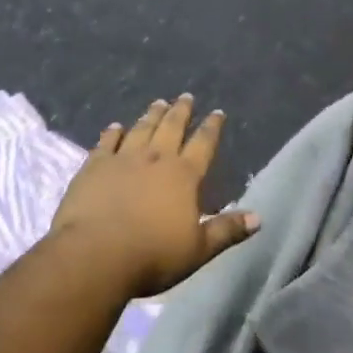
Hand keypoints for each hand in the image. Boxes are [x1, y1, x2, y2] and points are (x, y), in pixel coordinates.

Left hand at [51, 94, 258, 297]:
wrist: (95, 254)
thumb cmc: (152, 256)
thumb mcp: (198, 250)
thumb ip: (226, 230)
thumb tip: (258, 217)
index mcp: (184, 175)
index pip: (203, 144)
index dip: (212, 127)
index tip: (217, 112)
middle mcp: (156, 158)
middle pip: (172, 127)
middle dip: (181, 111)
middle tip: (186, 96)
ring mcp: (123, 158)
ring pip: (141, 128)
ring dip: (151, 115)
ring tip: (158, 103)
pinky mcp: (95, 165)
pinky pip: (107, 142)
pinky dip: (113, 132)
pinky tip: (115, 126)